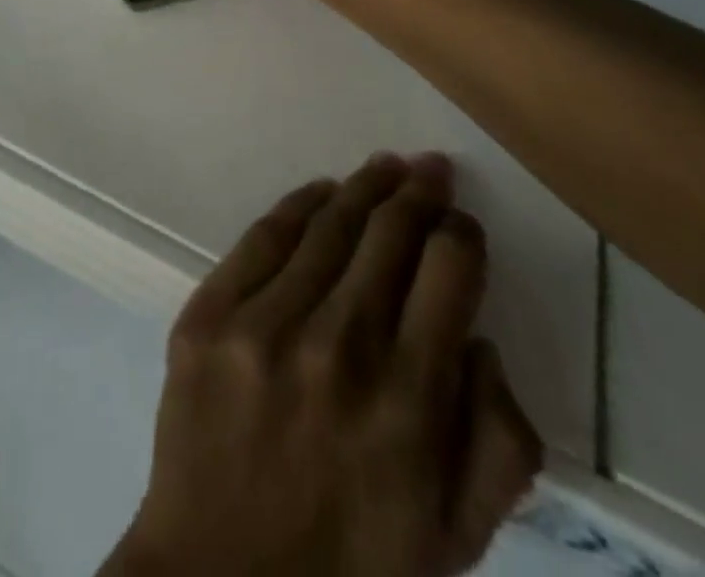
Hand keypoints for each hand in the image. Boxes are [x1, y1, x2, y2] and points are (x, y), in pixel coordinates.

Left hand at [101, 154, 539, 576]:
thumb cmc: (350, 572)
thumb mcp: (455, 540)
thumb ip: (496, 443)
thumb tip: (478, 339)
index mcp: (408, 404)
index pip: (449, 275)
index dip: (461, 237)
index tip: (461, 224)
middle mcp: (338, 347)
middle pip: (388, 235)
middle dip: (418, 193)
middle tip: (430, 167)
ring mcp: (264, 324)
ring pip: (328, 226)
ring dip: (364, 188)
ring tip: (386, 167)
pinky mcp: (208, 315)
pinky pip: (262, 238)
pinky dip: (299, 205)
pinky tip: (322, 191)